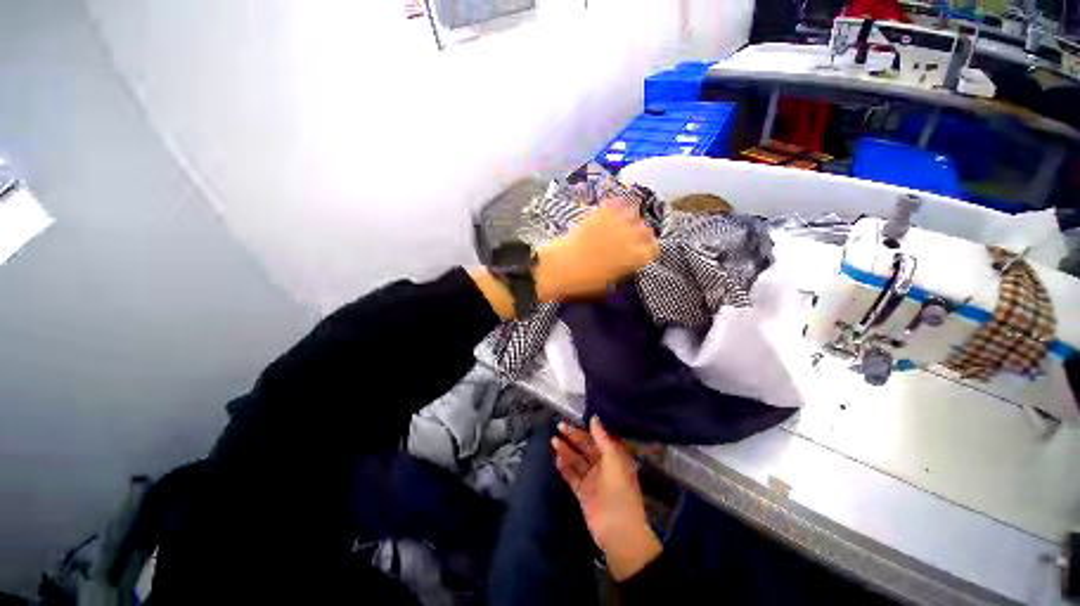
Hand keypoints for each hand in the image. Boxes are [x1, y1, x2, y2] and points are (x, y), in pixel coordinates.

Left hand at [535, 200, 658, 301]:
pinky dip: (613, 206)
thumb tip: (625, 263)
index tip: (643, 249)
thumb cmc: (583, 282)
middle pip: (646, 229)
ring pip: (633, 213)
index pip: (653, 249)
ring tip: (620, 222)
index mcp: (634, 258)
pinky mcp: (600, 214)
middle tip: (631, 236)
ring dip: (629, 217)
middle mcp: (630, 238)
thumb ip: (622, 270)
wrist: (560, 268)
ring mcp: (615, 224)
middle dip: (641, 233)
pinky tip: (609, 211)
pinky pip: (614, 204)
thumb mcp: (608, 283)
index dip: (649, 248)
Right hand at [552, 418, 661, 580]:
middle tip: (559, 427)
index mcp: (614, 458)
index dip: (585, 430)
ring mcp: (593, 480)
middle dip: (573, 437)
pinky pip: (572, 476)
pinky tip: (557, 459)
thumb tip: (594, 418)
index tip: (572, 421)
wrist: (618, 531)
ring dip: (566, 451)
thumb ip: (602, 438)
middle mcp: (603, 467)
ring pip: (577, 461)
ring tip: (554, 441)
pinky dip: (565, 468)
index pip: (597, 439)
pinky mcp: (583, 493)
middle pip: (585, 448)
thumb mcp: (613, 459)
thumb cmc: (619, 490)